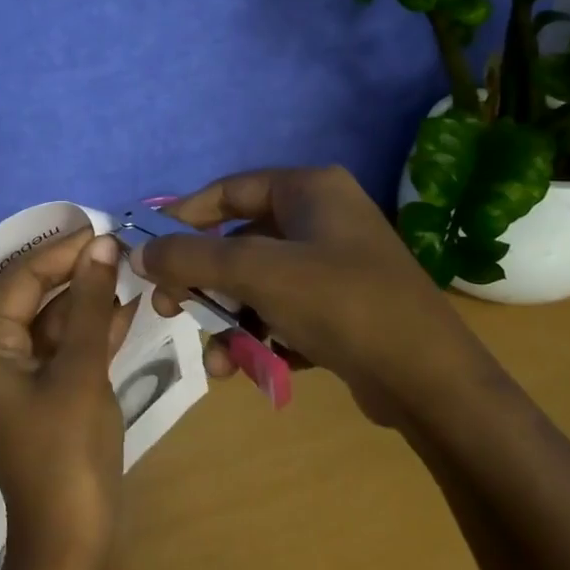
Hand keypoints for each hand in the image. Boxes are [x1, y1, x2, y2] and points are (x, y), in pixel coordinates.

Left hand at [0, 228, 138, 569]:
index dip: (60, 251)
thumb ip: (90, 303)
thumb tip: (103, 245)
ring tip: (130, 271)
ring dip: (89, 299)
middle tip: (120, 248)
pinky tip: (127, 308)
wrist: (73, 545)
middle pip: (34, 298)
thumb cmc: (69, 454)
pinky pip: (66, 350)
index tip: (101, 229)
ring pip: (54, 323)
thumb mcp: (81, 370)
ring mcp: (21, 379)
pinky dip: (94, 330)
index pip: (20, 280)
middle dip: (75, 272)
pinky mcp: (46, 396)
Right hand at [140, 166, 497, 426]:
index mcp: (310, 189)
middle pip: (239, 242)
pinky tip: (247, 369)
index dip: (183, 217)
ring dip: (229, 320)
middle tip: (171, 309)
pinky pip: (283, 312)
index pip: (228, 191)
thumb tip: (140, 252)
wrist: (429, 380)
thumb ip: (191, 258)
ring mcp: (334, 264)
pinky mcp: (341, 307)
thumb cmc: (340, 303)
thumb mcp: (257, 273)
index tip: (150, 250)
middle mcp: (323, 218)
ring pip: (258, 284)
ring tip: (216, 360)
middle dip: (203, 281)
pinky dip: (261, 336)